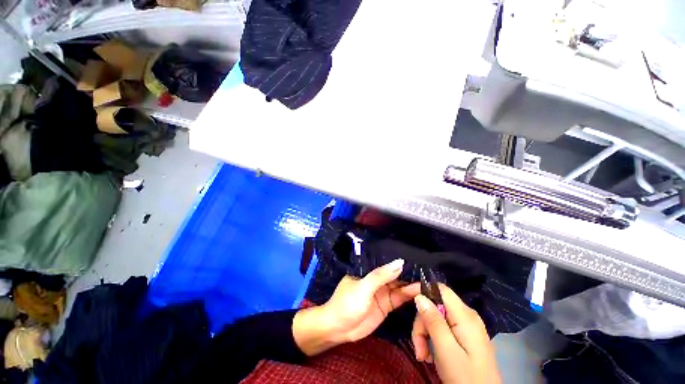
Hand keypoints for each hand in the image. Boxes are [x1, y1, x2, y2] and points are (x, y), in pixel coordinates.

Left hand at [293, 259, 419, 355]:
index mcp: (369, 270)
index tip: (419, 258)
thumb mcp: (363, 287)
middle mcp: (377, 279)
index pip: (387, 263)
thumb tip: (400, 262)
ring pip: (400, 286)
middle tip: (428, 271)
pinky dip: (409, 296)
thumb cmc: (347, 304)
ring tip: (428, 282)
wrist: (338, 329)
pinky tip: (421, 293)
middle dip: (410, 273)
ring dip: (412, 285)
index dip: (401, 261)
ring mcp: (382, 292)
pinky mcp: (386, 306)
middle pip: (396, 274)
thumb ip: (381, 276)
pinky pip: (400, 299)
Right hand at [412, 284, 500, 383]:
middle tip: (418, 347)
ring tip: (423, 355)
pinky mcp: (464, 335)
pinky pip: (442, 327)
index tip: (404, 296)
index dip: (421, 288)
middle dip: (422, 322)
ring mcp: (466, 325)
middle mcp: (466, 315)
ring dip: (425, 333)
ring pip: (436, 317)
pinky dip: (432, 338)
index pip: (440, 289)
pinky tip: (430, 355)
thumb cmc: (466, 378)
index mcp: (465, 316)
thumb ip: (433, 321)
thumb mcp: (446, 351)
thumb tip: (420, 296)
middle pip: (435, 305)